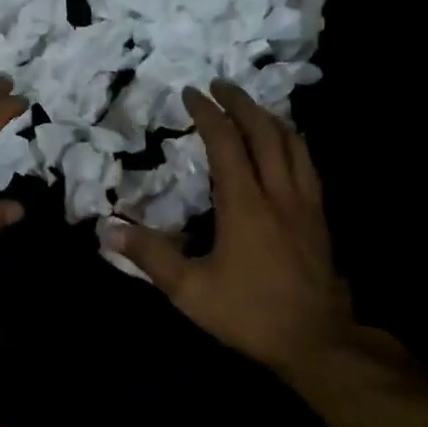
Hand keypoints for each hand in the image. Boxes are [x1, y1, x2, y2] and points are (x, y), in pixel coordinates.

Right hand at [108, 82, 347, 375]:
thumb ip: (151, 256)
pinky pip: (307, 164)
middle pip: (264, 132)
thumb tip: (108, 231)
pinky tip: (285, 145)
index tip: (190, 93)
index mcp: (245, 204)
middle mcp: (278, 193)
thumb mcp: (190, 291)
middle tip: (220, 85)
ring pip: (292, 143)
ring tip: (250, 106)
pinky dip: (292, 142)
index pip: (225, 142)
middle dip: (240, 103)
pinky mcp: (319, 217)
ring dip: (269, 117)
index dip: (208, 113)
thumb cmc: (249, 313)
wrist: (316, 341)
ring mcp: (304, 203)